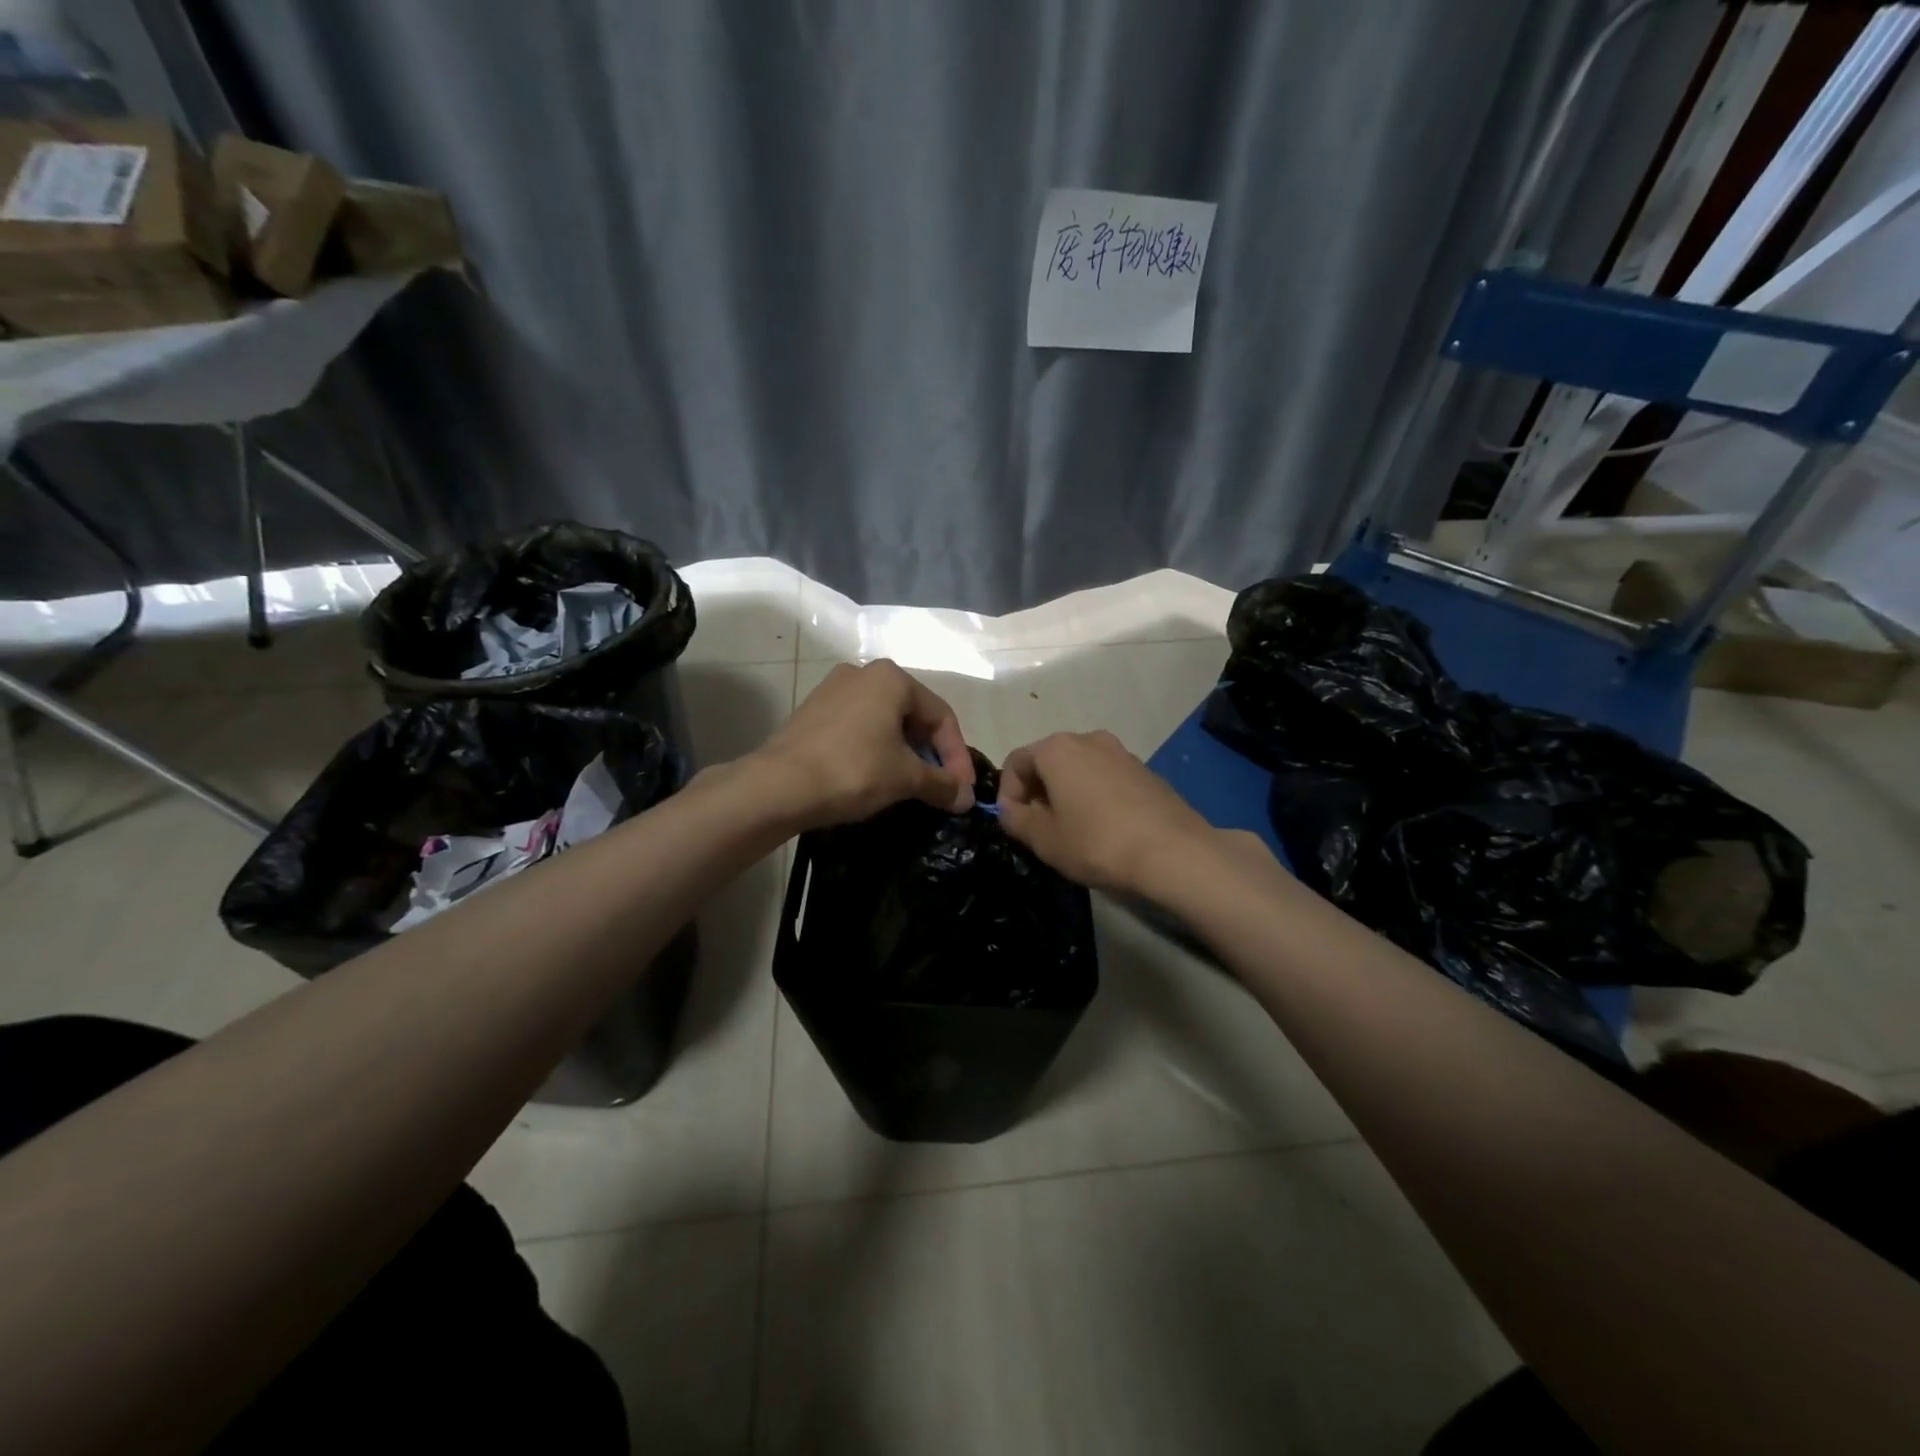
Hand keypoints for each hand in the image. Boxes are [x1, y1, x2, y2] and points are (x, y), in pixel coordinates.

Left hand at [753, 659, 973, 828]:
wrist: (777, 786)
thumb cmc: (852, 770)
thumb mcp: (905, 778)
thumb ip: (942, 784)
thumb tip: (967, 799)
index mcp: (891, 678)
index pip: (941, 716)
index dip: (957, 755)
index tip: (961, 789)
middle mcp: (862, 673)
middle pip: (913, 715)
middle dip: (930, 753)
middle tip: (939, 787)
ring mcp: (832, 690)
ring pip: (884, 721)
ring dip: (904, 753)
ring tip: (910, 785)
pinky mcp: (812, 712)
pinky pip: (857, 728)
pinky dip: (875, 749)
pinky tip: (875, 776)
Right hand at [997, 731, 1220, 895]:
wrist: (1174, 853)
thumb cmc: (1097, 843)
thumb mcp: (1044, 839)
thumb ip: (1015, 820)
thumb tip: (1009, 810)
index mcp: (1057, 748)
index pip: (1015, 762)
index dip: (1007, 795)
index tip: (1014, 825)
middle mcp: (1088, 739)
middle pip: (1048, 761)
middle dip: (1036, 793)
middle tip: (1039, 830)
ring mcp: (1120, 752)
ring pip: (1078, 769)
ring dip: (1065, 794)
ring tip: (1071, 831)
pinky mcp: (1145, 770)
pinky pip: (1105, 778)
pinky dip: (1093, 796)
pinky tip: (1103, 829)